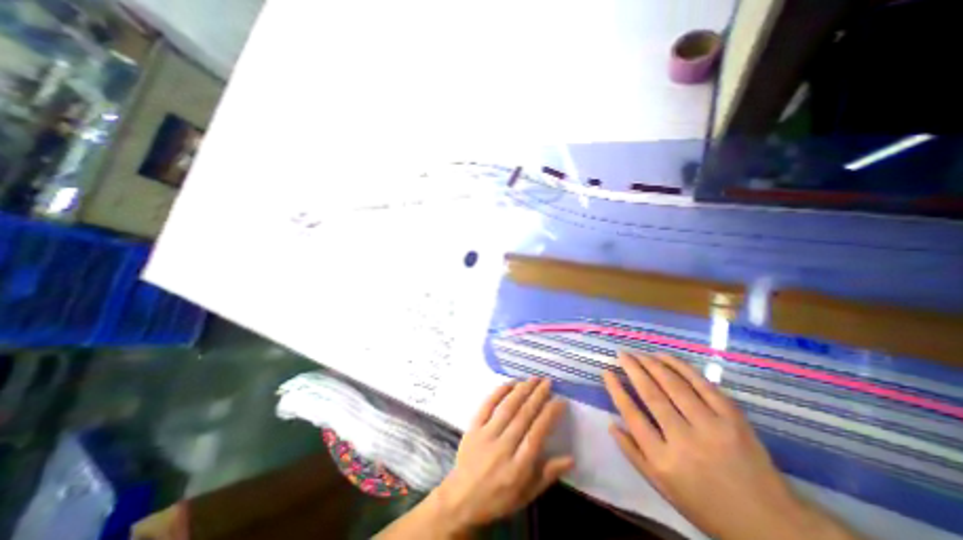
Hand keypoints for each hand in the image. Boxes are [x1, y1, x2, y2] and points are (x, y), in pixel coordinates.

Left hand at [431, 377, 566, 533]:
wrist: (461, 499)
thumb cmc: (498, 498)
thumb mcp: (526, 494)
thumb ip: (548, 475)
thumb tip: (571, 458)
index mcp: (518, 467)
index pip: (537, 433)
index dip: (550, 414)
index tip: (560, 400)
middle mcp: (503, 447)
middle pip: (523, 416)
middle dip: (538, 396)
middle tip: (548, 382)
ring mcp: (486, 435)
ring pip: (507, 407)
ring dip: (522, 390)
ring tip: (533, 378)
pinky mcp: (473, 427)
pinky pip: (487, 405)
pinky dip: (499, 392)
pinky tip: (510, 382)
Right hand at [599, 353, 856, 539]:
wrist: (773, 524)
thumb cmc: (707, 506)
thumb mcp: (663, 488)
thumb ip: (633, 454)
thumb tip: (611, 424)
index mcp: (664, 460)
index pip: (632, 415)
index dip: (616, 390)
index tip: (606, 372)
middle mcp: (685, 440)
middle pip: (651, 394)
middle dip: (632, 369)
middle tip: (621, 354)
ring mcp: (712, 427)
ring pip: (674, 385)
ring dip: (653, 364)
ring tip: (639, 353)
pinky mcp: (733, 418)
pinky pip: (702, 384)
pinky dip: (681, 366)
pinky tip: (665, 357)